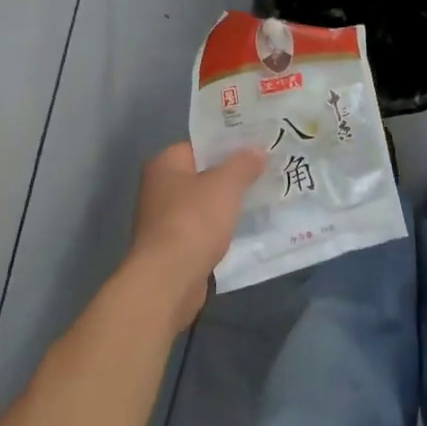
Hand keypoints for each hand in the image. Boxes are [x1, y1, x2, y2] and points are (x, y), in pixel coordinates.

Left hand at [127, 143, 266, 323]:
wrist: (169, 279)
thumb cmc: (194, 221)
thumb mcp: (225, 185)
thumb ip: (243, 164)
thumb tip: (256, 150)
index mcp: (165, 164)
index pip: (200, 146)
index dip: (229, 146)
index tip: (258, 149)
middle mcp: (159, 188)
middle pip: (203, 175)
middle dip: (233, 176)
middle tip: (267, 173)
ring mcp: (164, 219)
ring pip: (205, 204)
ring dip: (228, 205)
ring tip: (263, 199)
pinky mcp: (173, 247)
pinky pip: (204, 229)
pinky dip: (222, 229)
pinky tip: (246, 229)